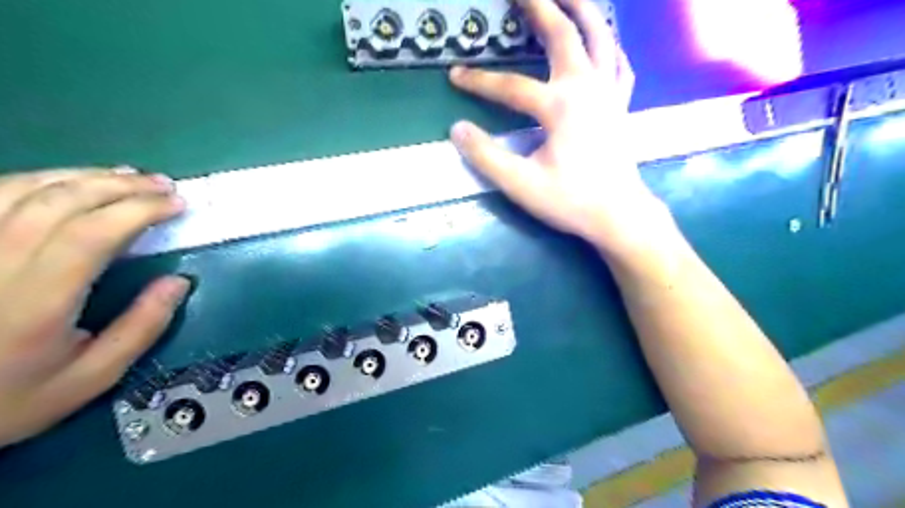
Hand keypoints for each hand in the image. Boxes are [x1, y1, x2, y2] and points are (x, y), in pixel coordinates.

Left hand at [0, 169, 187, 445]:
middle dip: (122, 186)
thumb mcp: (90, 378)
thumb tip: (179, 282)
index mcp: (34, 303)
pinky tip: (71, 182)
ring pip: (24, 188)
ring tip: (129, 175)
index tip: (178, 204)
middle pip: (60, 202)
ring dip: (86, 176)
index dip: (140, 210)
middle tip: (164, 184)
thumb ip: (141, 329)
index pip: (91, 234)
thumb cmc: (7, 397)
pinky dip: (41, 179)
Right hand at [449, 0, 665, 257]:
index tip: (454, 76)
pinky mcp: (621, 105)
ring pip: (600, 37)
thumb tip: (457, 129)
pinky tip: (604, 42)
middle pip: (563, 35)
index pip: (509, 86)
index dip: (478, 80)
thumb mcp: (521, 184)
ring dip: (582, 10)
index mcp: (560, 106)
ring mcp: (609, 93)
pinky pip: (619, 63)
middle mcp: (587, 88)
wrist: (619, 216)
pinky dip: (611, 46)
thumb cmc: (571, 201)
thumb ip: (486, 156)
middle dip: (540, 6)